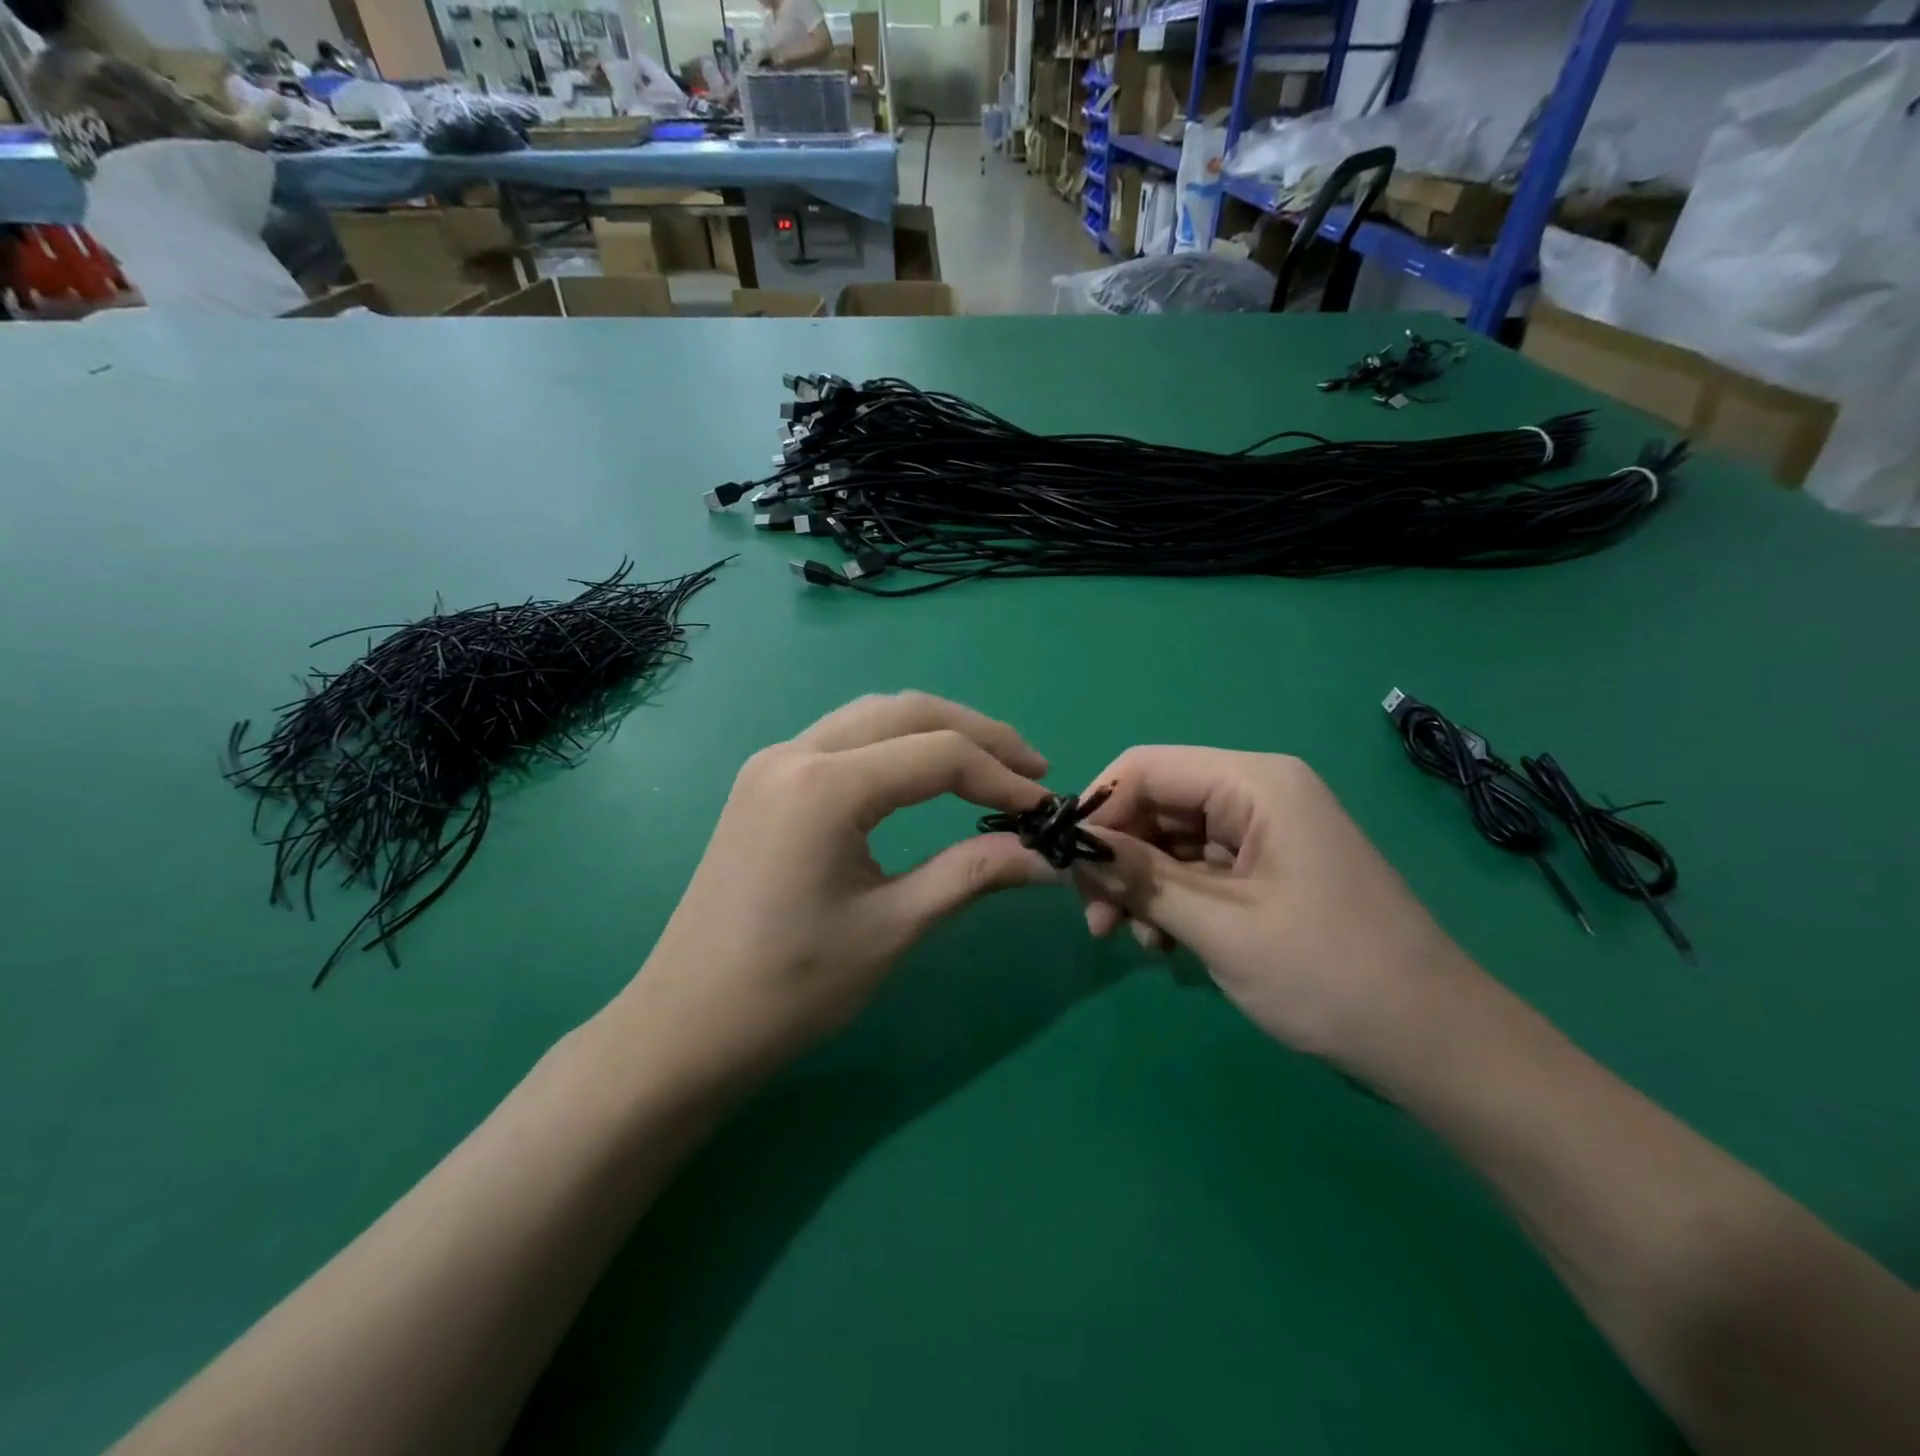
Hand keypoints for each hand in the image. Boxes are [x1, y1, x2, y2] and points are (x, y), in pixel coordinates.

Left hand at [624, 693, 1055, 1084]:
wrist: (686, 1027)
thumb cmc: (791, 988)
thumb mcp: (893, 928)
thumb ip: (972, 874)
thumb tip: (1046, 857)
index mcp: (825, 785)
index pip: (938, 754)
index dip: (1002, 776)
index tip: (1045, 809)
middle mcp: (795, 752)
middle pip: (908, 712)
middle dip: (978, 734)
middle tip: (1031, 769)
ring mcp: (773, 762)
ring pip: (874, 715)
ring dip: (937, 731)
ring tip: (990, 764)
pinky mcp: (765, 781)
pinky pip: (844, 738)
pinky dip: (896, 744)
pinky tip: (924, 774)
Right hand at [1073, 748, 1476, 1065]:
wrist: (1434, 1043)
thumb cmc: (1328, 975)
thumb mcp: (1220, 926)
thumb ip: (1141, 878)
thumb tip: (1073, 846)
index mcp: (1255, 783)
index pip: (1146, 767)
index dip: (1098, 808)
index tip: (1066, 864)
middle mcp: (1258, 793)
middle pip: (1157, 803)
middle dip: (1118, 857)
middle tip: (1093, 917)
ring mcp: (1265, 832)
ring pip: (1172, 839)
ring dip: (1141, 884)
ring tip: (1129, 940)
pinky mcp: (1268, 868)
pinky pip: (1198, 868)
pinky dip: (1171, 899)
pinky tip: (1165, 943)